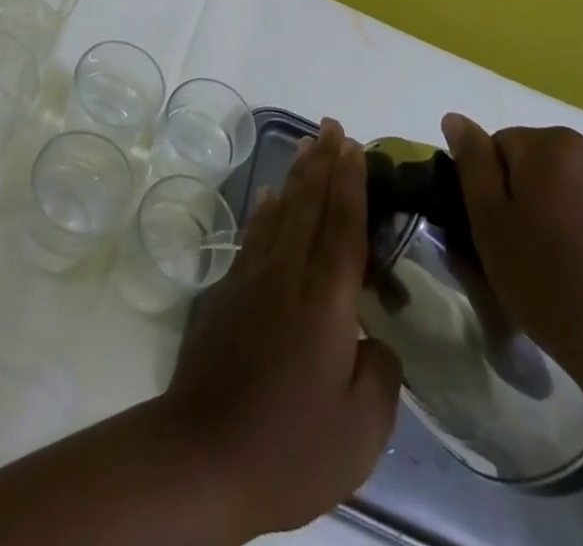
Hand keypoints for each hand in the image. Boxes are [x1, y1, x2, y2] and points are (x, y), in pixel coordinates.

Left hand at [162, 117, 402, 537]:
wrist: (202, 456)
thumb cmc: (289, 449)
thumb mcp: (360, 432)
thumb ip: (380, 375)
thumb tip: (374, 340)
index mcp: (324, 302)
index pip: (343, 227)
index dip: (351, 183)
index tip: (355, 146)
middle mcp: (286, 275)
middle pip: (309, 205)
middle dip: (324, 163)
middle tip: (333, 126)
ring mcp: (251, 279)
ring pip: (280, 212)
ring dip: (296, 176)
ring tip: (308, 145)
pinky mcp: (228, 292)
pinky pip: (254, 235)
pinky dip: (266, 210)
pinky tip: (271, 198)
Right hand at [441, 114, 582, 406]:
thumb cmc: (556, 291)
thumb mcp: (491, 228)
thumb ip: (473, 164)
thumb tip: (456, 118)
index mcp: (552, 147)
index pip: (504, 145)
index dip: (499, 188)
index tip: (508, 231)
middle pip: (552, 159)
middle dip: (543, 192)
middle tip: (544, 251)